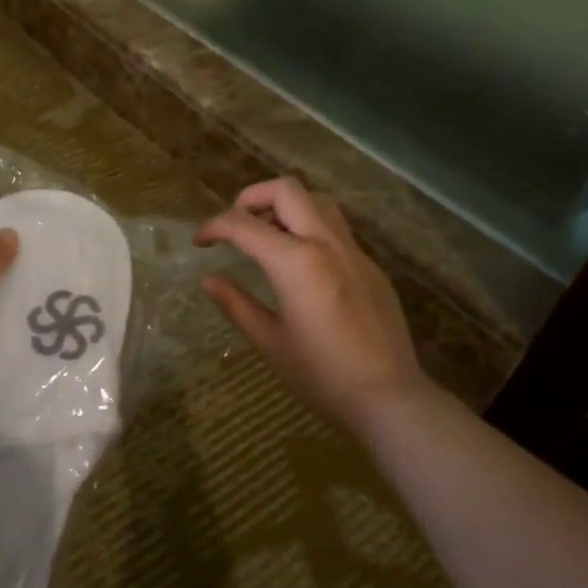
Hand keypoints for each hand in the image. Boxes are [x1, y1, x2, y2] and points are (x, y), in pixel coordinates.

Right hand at [196, 179, 432, 435]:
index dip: (214, 227)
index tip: (200, 242)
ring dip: (286, 206)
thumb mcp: (270, 341)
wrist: (388, 396)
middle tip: (235, 225)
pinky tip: (300, 264)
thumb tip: (209, 280)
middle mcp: (326, 243)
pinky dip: (309, 228)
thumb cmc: (321, 375)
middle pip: (286, 190)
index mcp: (295, 263)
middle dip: (252, 197)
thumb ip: (236, 304)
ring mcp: (354, 252)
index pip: (244, 225)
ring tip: (267, 237)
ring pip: (317, 201)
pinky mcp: (370, 266)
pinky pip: (336, 229)